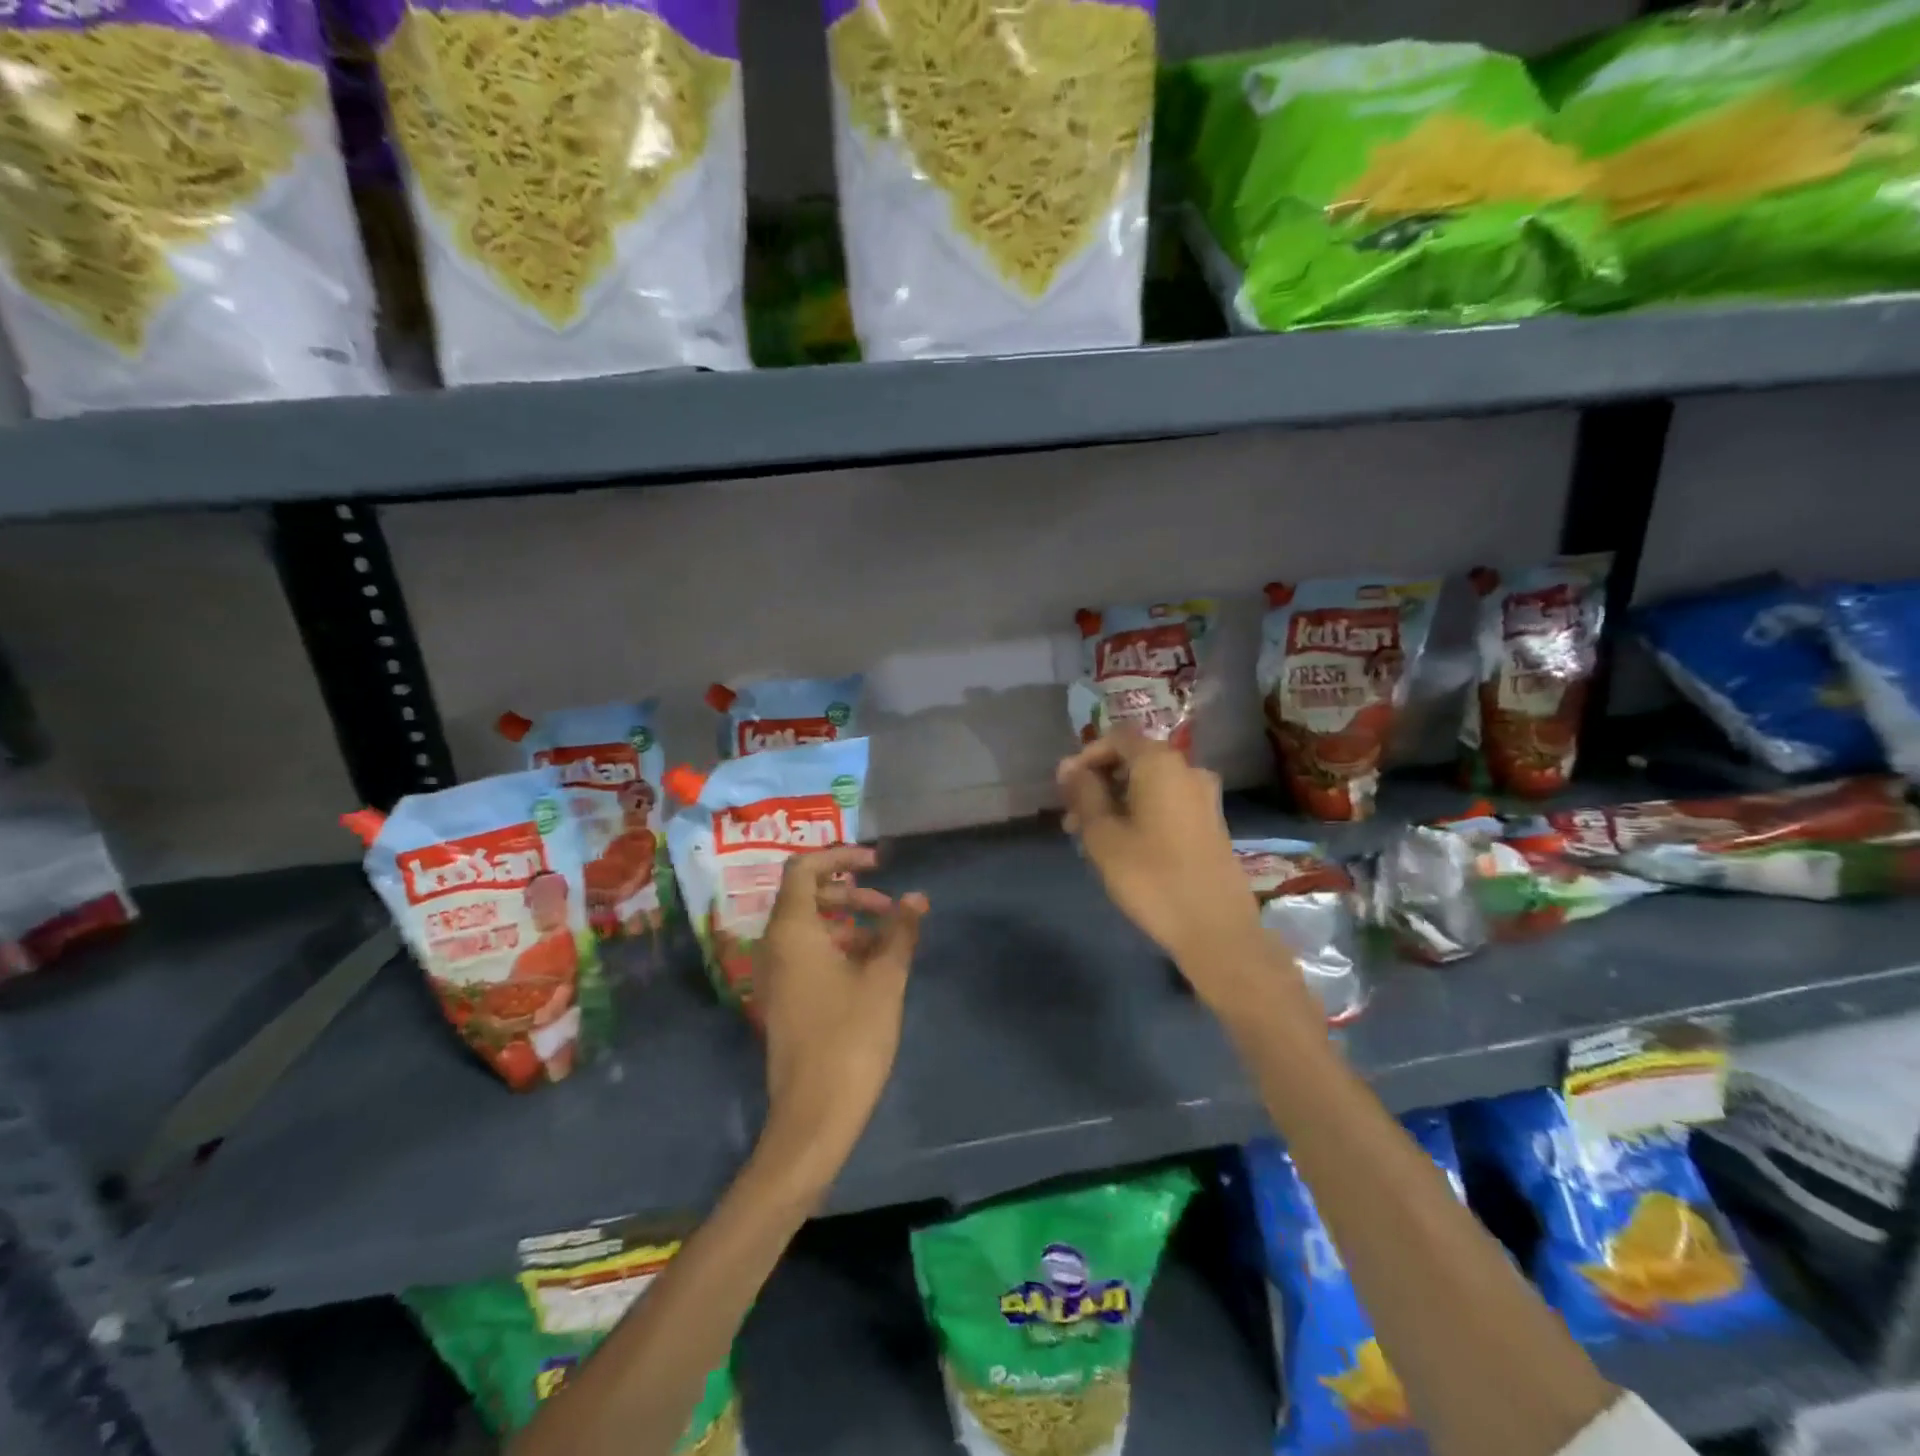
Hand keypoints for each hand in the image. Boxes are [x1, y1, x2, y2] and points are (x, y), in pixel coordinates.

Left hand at [755, 845, 926, 1194]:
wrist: (814, 1115)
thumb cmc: (850, 1037)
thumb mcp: (885, 978)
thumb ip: (900, 931)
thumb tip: (917, 897)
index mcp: (791, 931)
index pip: (804, 868)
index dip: (841, 856)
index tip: (878, 865)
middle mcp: (774, 946)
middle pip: (807, 896)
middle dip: (851, 893)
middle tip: (889, 908)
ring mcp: (774, 974)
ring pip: (809, 926)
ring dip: (848, 921)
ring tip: (888, 940)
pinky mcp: (783, 998)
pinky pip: (806, 953)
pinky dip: (837, 946)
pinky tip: (871, 967)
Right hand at [1057, 732, 1281, 1012]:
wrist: (1215, 928)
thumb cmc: (1150, 876)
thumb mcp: (1102, 834)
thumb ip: (1083, 793)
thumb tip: (1068, 767)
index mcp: (1160, 763)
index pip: (1117, 737)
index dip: (1086, 756)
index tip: (1065, 789)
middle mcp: (1187, 770)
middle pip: (1134, 760)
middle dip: (1099, 783)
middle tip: (1072, 819)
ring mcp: (1204, 797)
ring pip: (1149, 785)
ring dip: (1117, 802)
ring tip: (1092, 839)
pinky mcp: (1211, 823)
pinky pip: (1167, 803)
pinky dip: (1141, 814)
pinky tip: (1124, 847)